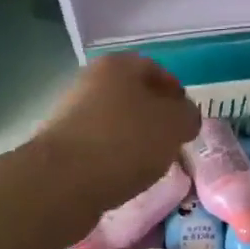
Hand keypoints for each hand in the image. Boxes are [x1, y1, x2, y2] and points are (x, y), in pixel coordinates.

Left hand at [40, 53, 200, 209]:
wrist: (62, 182)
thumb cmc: (125, 141)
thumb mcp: (174, 125)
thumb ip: (188, 115)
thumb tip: (184, 117)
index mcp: (117, 65)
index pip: (155, 70)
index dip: (176, 92)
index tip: (187, 119)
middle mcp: (90, 81)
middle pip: (132, 96)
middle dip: (155, 118)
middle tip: (172, 142)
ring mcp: (71, 113)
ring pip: (115, 122)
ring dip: (135, 139)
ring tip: (151, 165)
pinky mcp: (61, 145)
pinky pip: (99, 146)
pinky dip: (114, 158)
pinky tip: (125, 177)